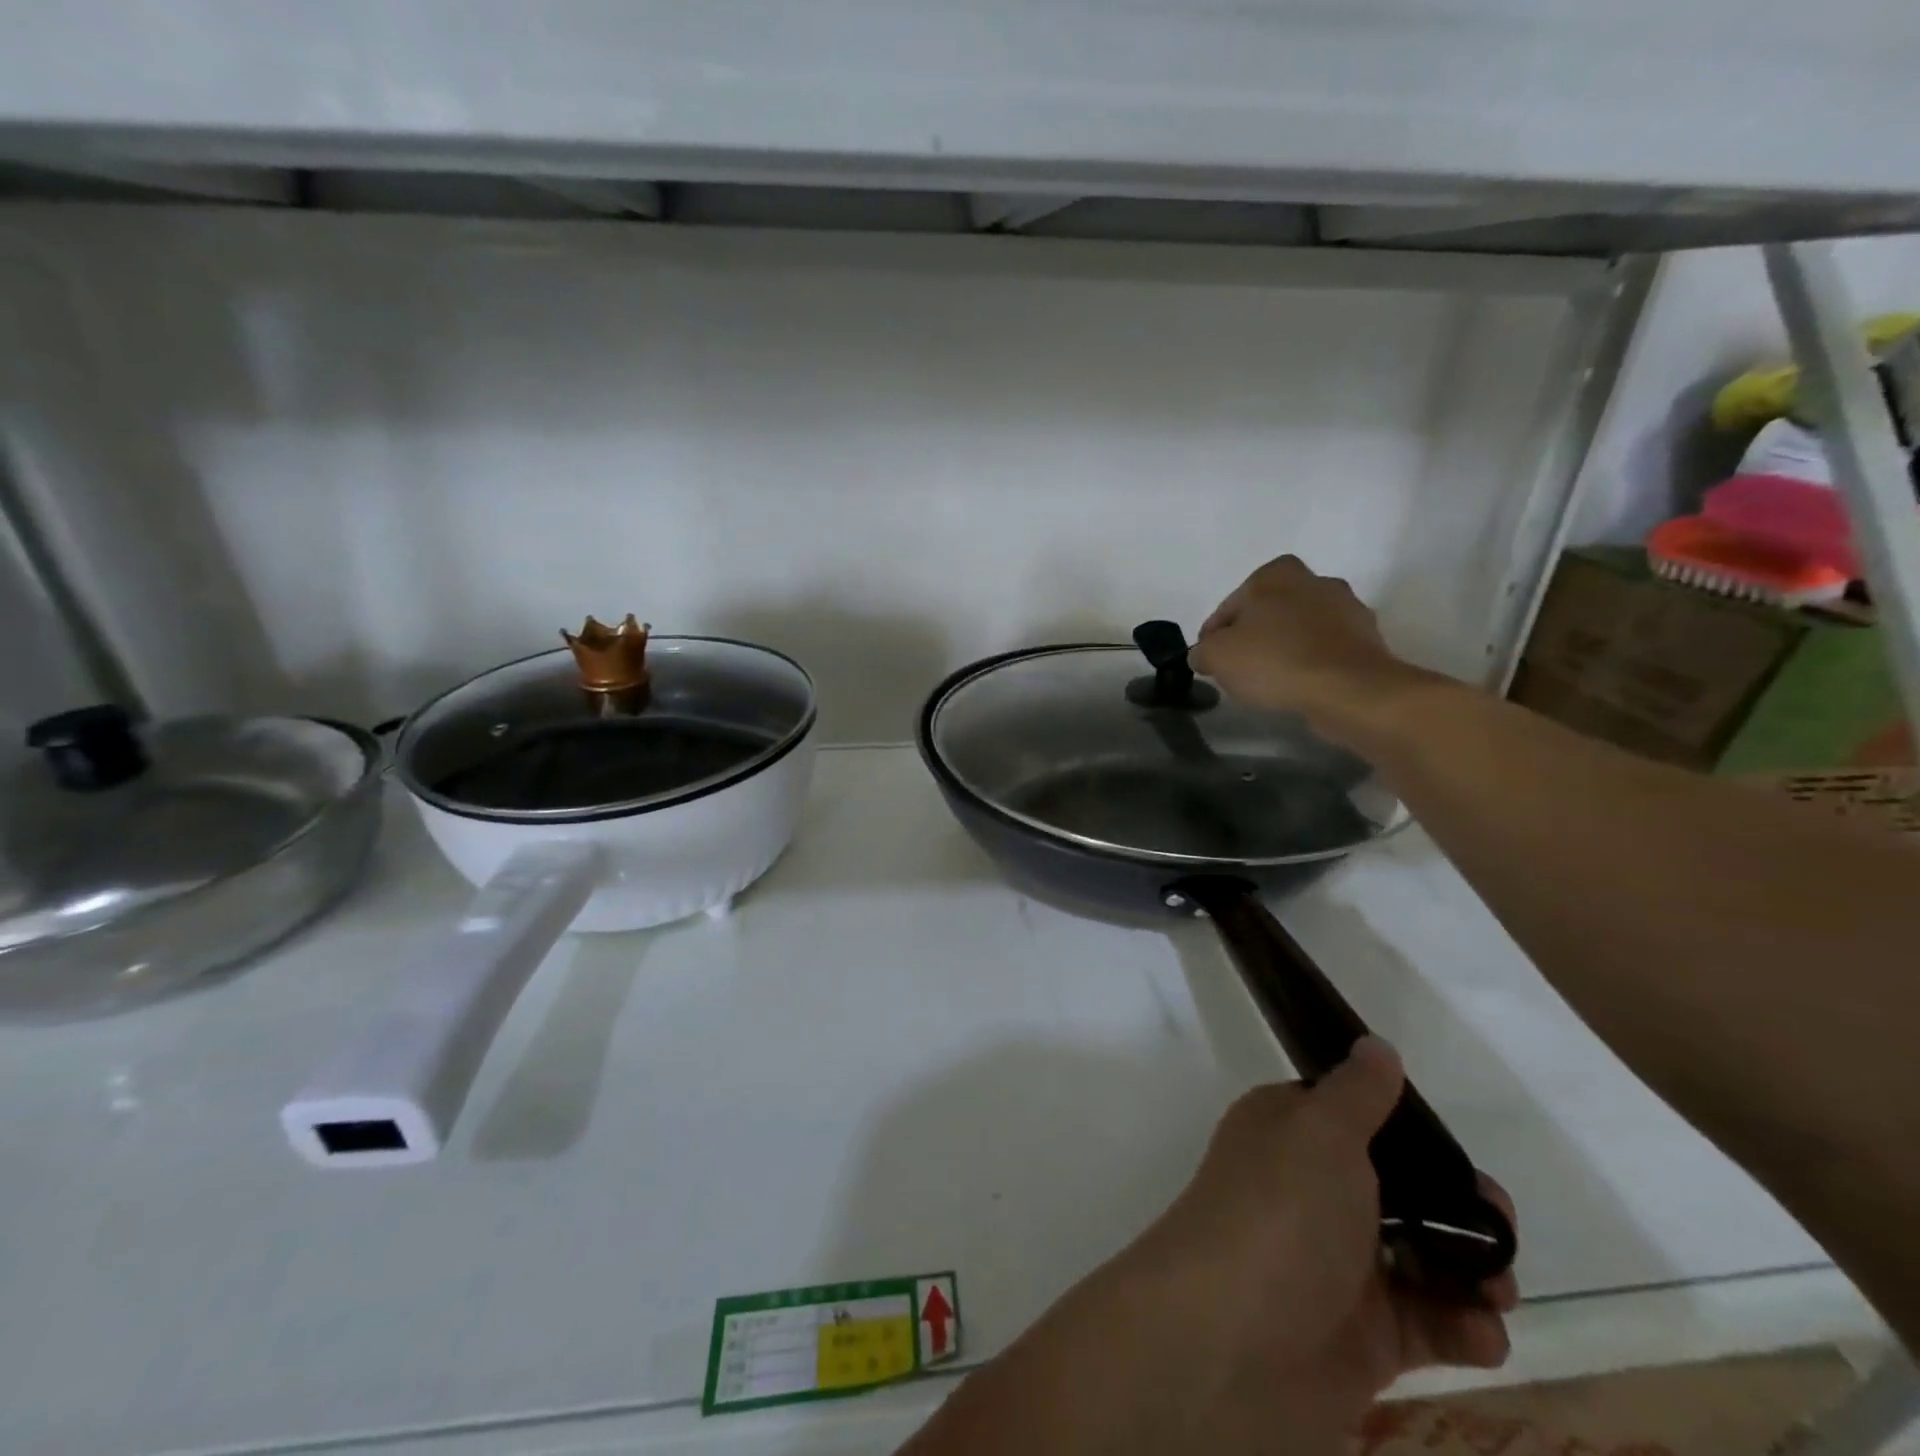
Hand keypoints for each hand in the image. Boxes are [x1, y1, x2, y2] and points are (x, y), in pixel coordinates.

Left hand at [1105, 1038, 1515, 1452]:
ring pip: (1421, 1257)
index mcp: (1287, 1133)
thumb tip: (1375, 1045)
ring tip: (1497, 1288)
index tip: (1456, 1152)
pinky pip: (1427, 1325)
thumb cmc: (1281, 1211)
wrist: (1234, 1338)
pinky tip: (1480, 1332)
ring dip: (1474, 1271)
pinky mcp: (1363, 1337)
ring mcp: (1336, 1265)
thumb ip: (1357, 1092)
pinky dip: (1463, 1329)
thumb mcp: (1320, 1130)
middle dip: (1458, 1206)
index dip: (1407, 1133)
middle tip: (1499, 1225)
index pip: (1353, 1120)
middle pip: (1398, 1189)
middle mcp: (1309, 1191)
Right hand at [1188, 555, 1430, 746]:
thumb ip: (1202, 651)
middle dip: (1253, 637)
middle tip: (1238, 669)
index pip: (1229, 606)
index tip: (1209, 661)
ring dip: (1283, 649)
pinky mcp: (1366, 639)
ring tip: (1269, 681)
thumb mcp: (1216, 656)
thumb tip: (1204, 655)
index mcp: (1276, 573)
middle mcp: (1314, 580)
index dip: (1213, 637)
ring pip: (1298, 630)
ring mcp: (1346, 608)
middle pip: (1267, 614)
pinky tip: (1298, 685)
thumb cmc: (1275, 660)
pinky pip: (1324, 649)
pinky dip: (1309, 663)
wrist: (1349, 689)